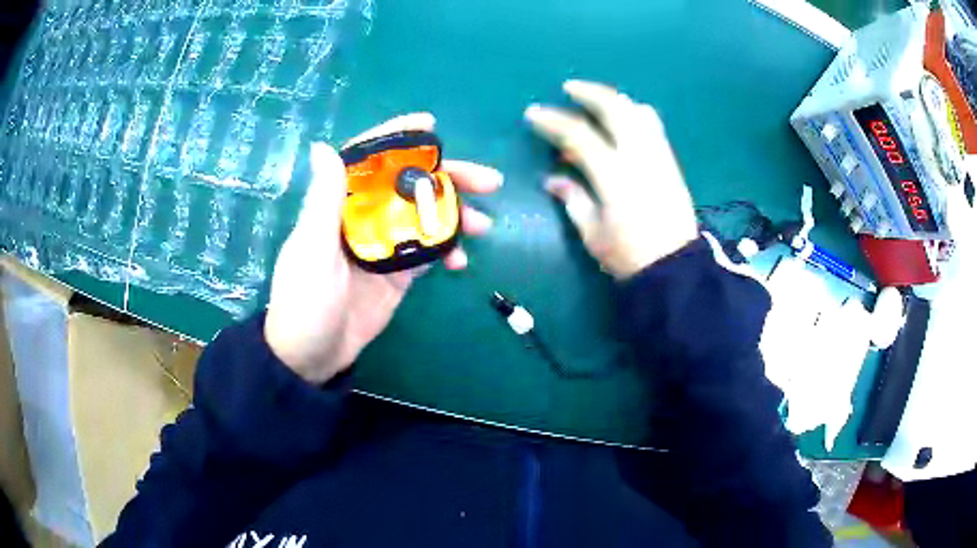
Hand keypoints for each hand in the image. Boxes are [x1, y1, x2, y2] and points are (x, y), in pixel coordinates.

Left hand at [265, 113, 501, 383]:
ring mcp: (383, 246)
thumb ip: (323, 201)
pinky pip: (427, 253)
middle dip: (448, 178)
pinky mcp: (397, 274)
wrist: (312, 358)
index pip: (368, 160)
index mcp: (339, 205)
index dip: (397, 138)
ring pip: (425, 217)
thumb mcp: (311, 250)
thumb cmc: (305, 302)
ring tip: (483, 225)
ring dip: (455, 215)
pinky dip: (447, 252)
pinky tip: (462, 261)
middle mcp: (363, 218)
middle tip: (487, 182)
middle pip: (408, 186)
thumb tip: (323, 146)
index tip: (430, 125)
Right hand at [525, 80, 697, 278]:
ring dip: (615, 99)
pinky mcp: (671, 163)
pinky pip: (654, 127)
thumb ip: (573, 199)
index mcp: (614, 175)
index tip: (533, 114)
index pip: (579, 135)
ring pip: (638, 113)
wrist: (675, 268)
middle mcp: (638, 157)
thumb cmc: (629, 256)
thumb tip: (553, 178)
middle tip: (570, 88)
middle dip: (590, 93)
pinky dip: (636, 114)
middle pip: (615, 109)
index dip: (553, 121)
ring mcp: (658, 157)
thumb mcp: (592, 233)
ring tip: (599, 100)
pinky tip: (625, 119)